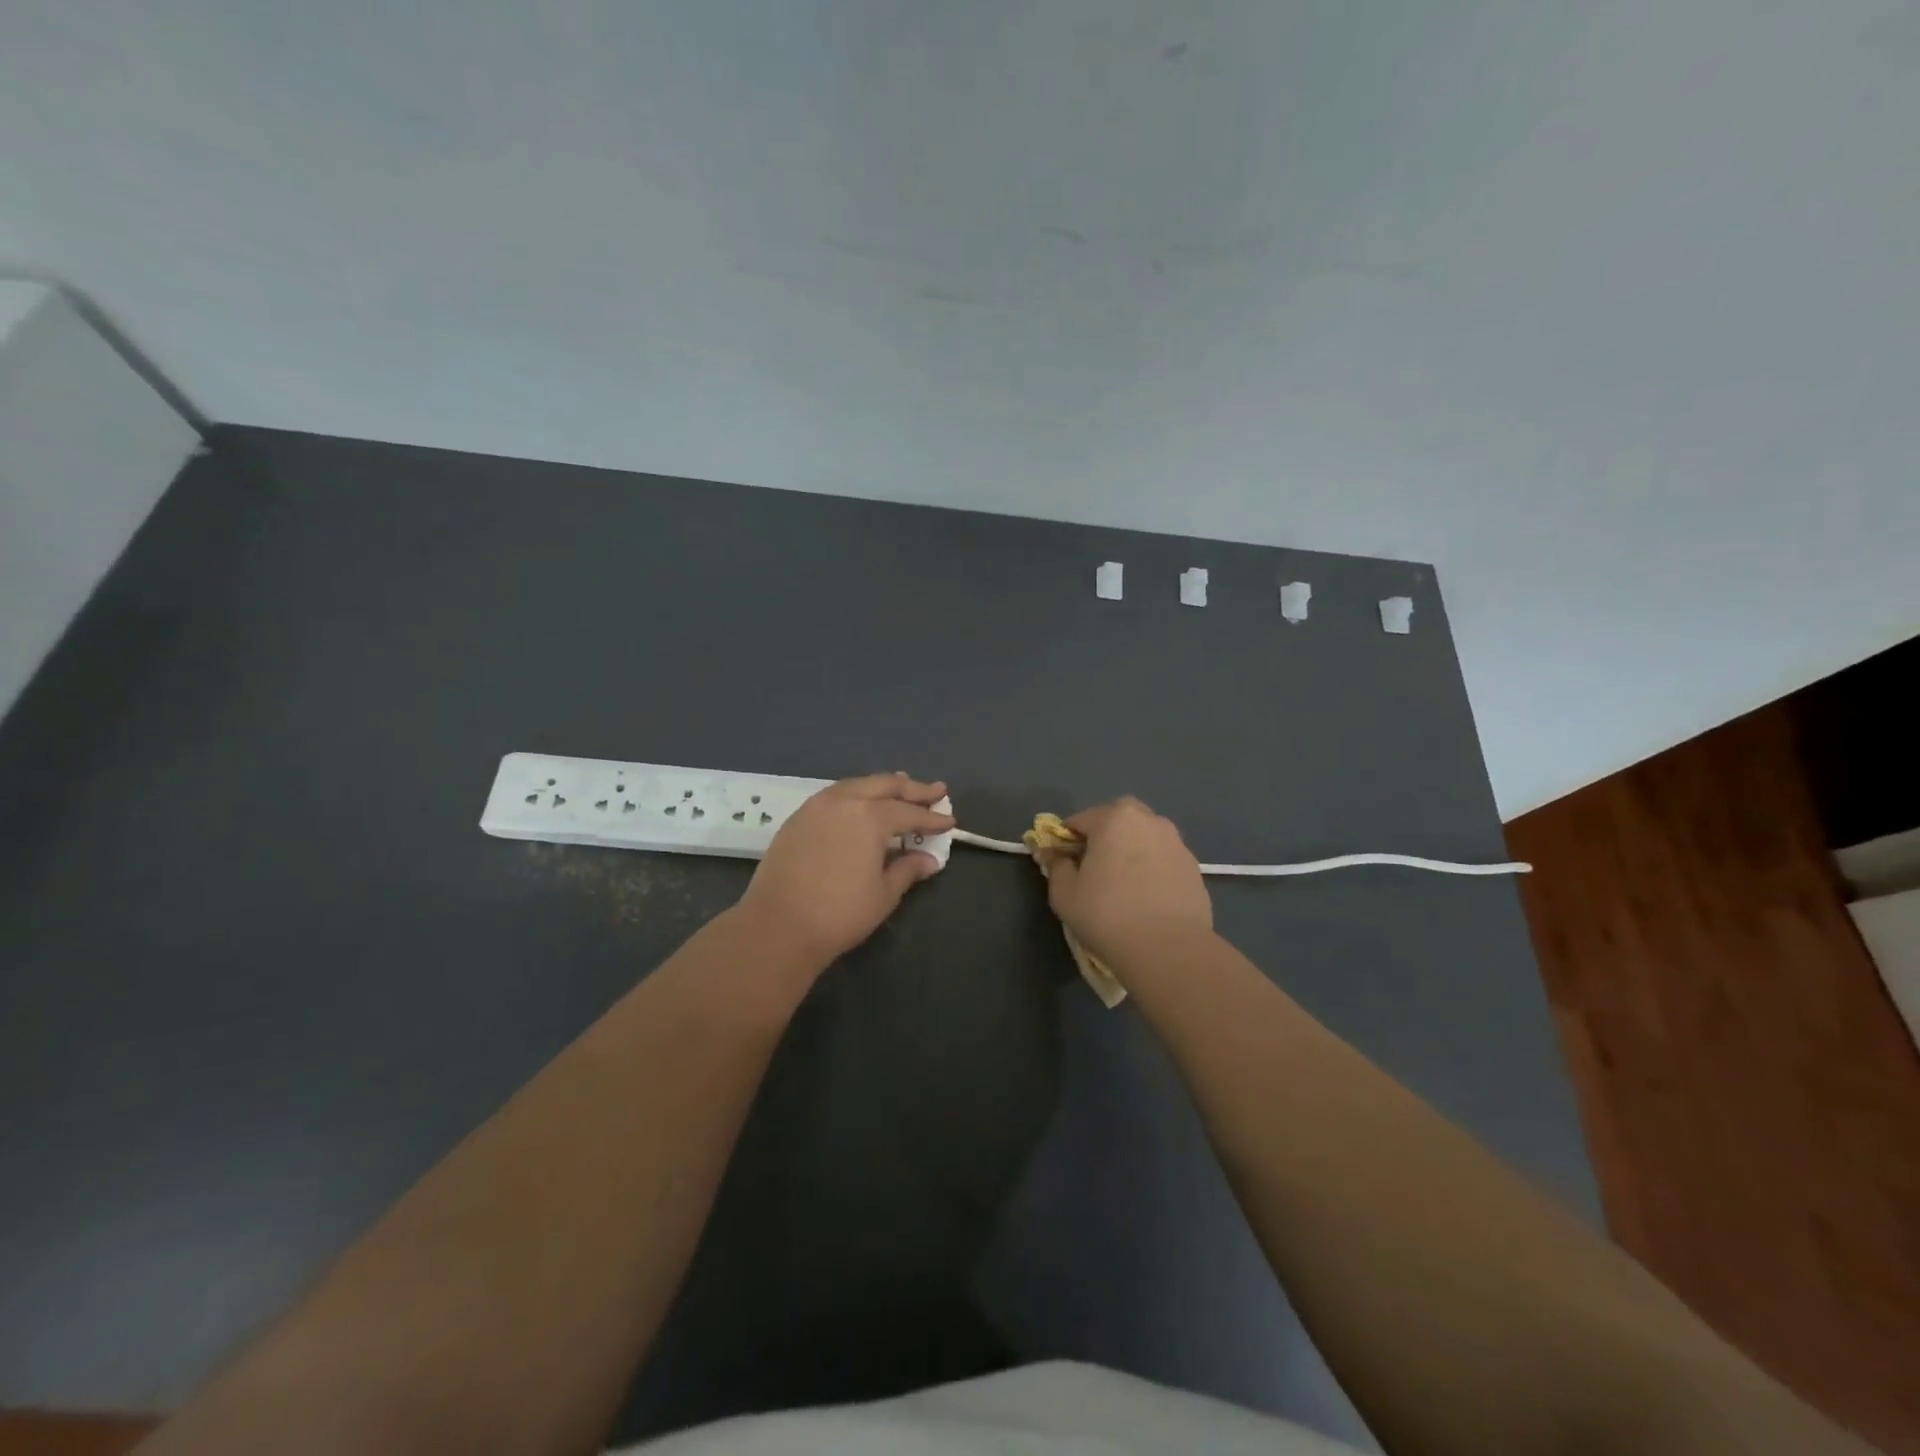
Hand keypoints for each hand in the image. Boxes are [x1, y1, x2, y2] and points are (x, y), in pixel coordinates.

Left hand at [736, 773, 953, 965]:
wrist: (778, 926)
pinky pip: (835, 795)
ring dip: (882, 786)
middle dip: (912, 788)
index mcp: (870, 816)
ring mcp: (817, 806)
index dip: (932, 818)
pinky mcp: (797, 818)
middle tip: (935, 791)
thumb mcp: (883, 894)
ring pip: (857, 785)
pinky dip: (856, 794)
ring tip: (900, 788)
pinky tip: (861, 805)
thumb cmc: (839, 913)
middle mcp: (844, 801)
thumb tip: (929, 861)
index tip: (950, 821)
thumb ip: (907, 870)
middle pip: (884, 785)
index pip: (909, 812)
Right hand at [1039, 797, 1212, 964]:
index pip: (1079, 820)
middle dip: (1103, 835)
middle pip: (1118, 818)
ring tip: (1123, 883)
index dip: (1066, 841)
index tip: (1063, 864)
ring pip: (1145, 836)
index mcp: (1114, 818)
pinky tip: (1147, 897)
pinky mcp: (1194, 867)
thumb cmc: (1108, 916)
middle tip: (1094, 867)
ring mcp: (1176, 842)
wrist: (1169, 950)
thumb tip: (1052, 854)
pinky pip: (1163, 858)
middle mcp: (1149, 820)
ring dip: (1131, 849)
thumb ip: (1055, 867)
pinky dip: (1152, 868)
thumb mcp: (1065, 894)